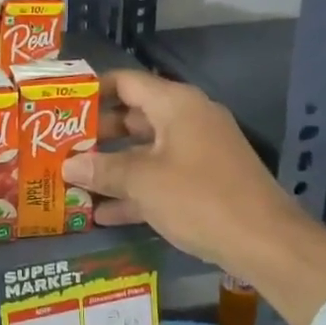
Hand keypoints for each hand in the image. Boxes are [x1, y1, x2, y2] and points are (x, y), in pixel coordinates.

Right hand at [61, 70, 325, 324]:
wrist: (267, 242)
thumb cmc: (199, 198)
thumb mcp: (143, 182)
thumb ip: (102, 170)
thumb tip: (67, 165)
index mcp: (175, 104)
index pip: (125, 82)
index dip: (91, 91)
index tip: (60, 106)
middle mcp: (187, 120)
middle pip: (132, 118)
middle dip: (96, 135)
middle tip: (59, 148)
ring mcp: (197, 152)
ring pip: (144, 151)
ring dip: (112, 167)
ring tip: (72, 181)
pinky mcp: (203, 182)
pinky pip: (160, 177)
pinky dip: (135, 191)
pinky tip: (102, 214)